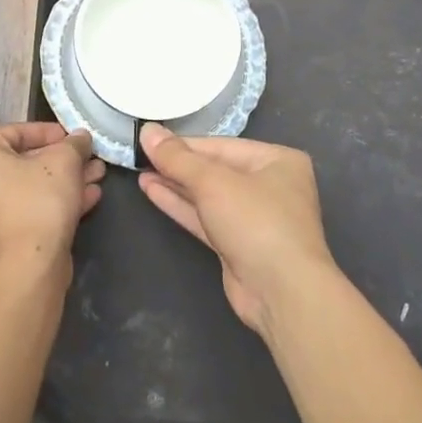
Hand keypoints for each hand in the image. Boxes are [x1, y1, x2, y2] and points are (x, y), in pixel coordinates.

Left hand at [0, 123, 105, 276]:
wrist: (29, 267)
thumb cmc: (39, 202)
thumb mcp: (63, 162)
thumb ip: (74, 143)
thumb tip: (80, 137)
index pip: (16, 131)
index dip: (52, 132)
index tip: (76, 139)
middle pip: (22, 161)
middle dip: (62, 160)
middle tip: (89, 159)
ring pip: (27, 187)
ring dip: (62, 181)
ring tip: (95, 178)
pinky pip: (24, 208)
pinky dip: (51, 202)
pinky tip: (87, 199)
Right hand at [137, 125, 340, 335]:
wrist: (282, 292)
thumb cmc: (255, 222)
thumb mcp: (213, 182)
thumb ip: (177, 158)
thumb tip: (147, 130)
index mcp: (277, 160)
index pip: (221, 146)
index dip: (183, 144)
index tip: (148, 140)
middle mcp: (270, 185)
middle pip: (215, 170)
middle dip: (178, 165)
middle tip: (140, 156)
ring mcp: (255, 218)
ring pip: (209, 195)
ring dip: (175, 185)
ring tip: (140, 173)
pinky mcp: (239, 245)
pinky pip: (206, 217)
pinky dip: (181, 206)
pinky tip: (153, 192)